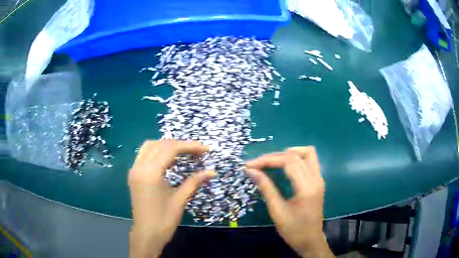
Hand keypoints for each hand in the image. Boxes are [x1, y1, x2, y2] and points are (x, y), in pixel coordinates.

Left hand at [128, 140, 215, 257]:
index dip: (189, 146)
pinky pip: (144, 154)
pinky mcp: (134, 174)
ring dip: (167, 146)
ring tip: (184, 152)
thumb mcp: (180, 200)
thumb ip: (194, 182)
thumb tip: (212, 172)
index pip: (170, 149)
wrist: (147, 234)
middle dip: (180, 145)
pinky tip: (168, 158)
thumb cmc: (164, 220)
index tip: (205, 149)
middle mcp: (139, 166)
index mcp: (150, 173)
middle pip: (160, 144)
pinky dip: (157, 152)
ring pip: (150, 146)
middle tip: (197, 152)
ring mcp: (134, 169)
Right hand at [245, 147, 333, 257]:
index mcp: (307, 188)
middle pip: (297, 155)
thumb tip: (251, 171)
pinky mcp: (318, 182)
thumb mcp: (277, 212)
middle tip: (257, 164)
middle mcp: (316, 179)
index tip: (250, 165)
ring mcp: (319, 180)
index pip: (288, 162)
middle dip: (274, 156)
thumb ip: (266, 189)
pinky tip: (284, 165)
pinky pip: (309, 161)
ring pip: (308, 153)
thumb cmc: (294, 231)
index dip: (268, 160)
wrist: (311, 241)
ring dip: (289, 153)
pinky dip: (296, 158)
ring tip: (271, 161)